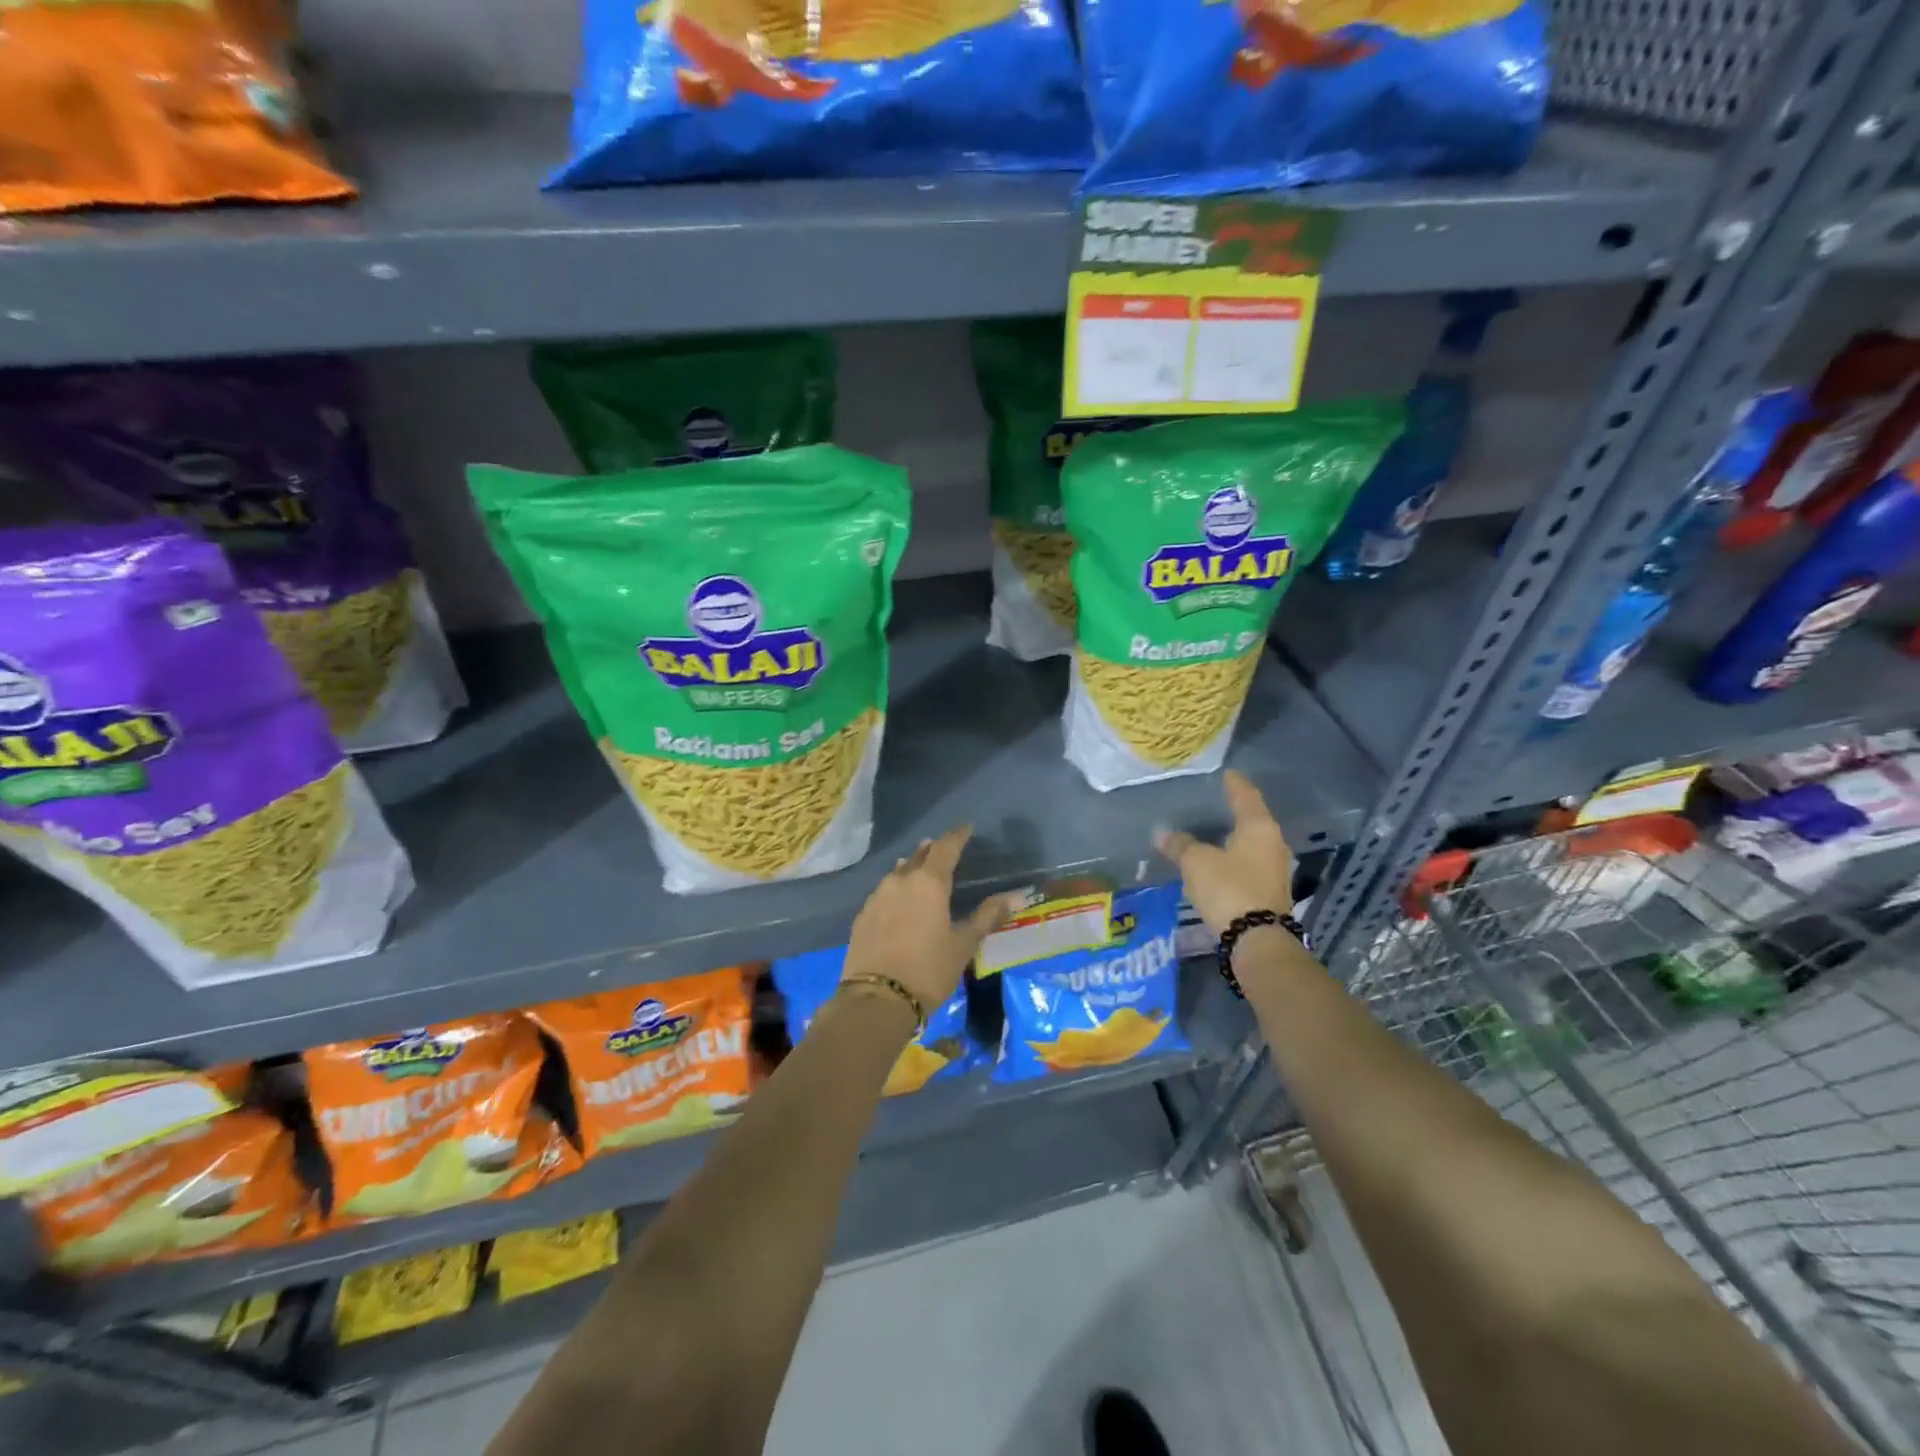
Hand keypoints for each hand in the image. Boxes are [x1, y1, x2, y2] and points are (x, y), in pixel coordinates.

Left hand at [842, 826, 1019, 1010]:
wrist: (877, 999)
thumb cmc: (929, 969)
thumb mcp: (963, 945)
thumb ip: (986, 917)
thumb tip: (1013, 896)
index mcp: (929, 882)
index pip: (945, 847)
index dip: (957, 836)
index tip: (967, 828)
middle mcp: (900, 881)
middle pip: (918, 856)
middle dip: (932, 850)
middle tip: (943, 848)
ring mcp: (877, 897)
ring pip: (897, 873)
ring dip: (911, 868)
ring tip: (920, 870)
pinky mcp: (862, 916)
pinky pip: (883, 892)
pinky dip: (896, 890)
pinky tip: (899, 902)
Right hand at [1155, 770, 1293, 934]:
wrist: (1257, 939)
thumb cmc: (1229, 889)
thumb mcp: (1197, 863)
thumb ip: (1180, 845)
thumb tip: (1162, 833)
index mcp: (1259, 827)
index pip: (1246, 796)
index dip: (1234, 784)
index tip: (1226, 774)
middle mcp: (1273, 844)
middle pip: (1253, 819)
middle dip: (1235, 811)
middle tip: (1216, 802)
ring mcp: (1275, 869)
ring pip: (1252, 844)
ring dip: (1235, 837)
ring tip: (1214, 831)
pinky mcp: (1270, 891)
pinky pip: (1250, 864)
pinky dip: (1235, 858)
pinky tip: (1220, 860)